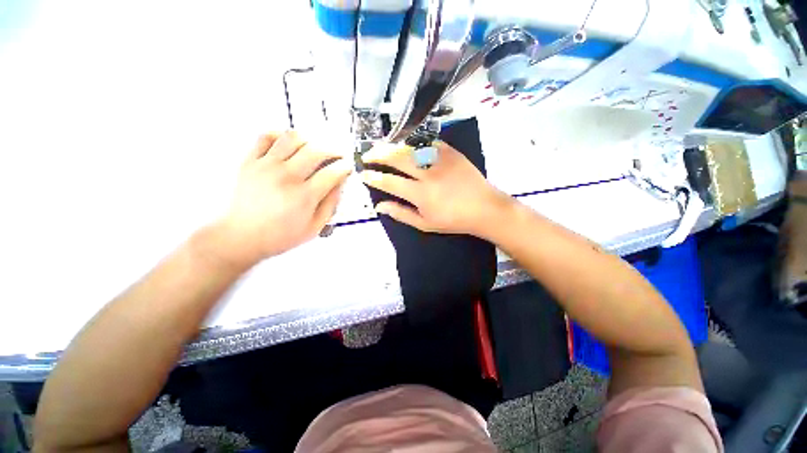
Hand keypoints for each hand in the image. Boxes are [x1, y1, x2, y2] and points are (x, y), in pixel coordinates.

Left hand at [213, 131, 351, 267]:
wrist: (241, 236)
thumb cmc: (280, 235)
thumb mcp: (314, 227)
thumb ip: (331, 204)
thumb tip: (340, 184)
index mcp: (304, 197)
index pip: (332, 173)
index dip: (344, 167)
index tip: (347, 167)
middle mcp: (286, 177)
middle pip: (316, 150)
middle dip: (333, 150)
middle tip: (337, 155)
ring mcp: (266, 166)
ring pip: (293, 137)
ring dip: (310, 140)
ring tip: (315, 148)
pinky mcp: (250, 161)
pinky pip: (266, 137)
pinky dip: (281, 135)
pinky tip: (290, 143)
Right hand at [361, 141, 512, 237]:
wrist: (484, 208)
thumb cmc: (453, 220)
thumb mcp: (425, 224)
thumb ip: (401, 213)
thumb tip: (379, 206)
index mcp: (421, 194)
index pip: (390, 182)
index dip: (373, 177)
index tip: (363, 174)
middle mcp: (428, 174)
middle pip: (397, 158)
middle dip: (377, 154)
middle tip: (367, 154)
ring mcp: (440, 160)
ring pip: (410, 147)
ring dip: (393, 147)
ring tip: (383, 148)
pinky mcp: (451, 152)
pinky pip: (428, 143)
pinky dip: (415, 144)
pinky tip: (408, 146)